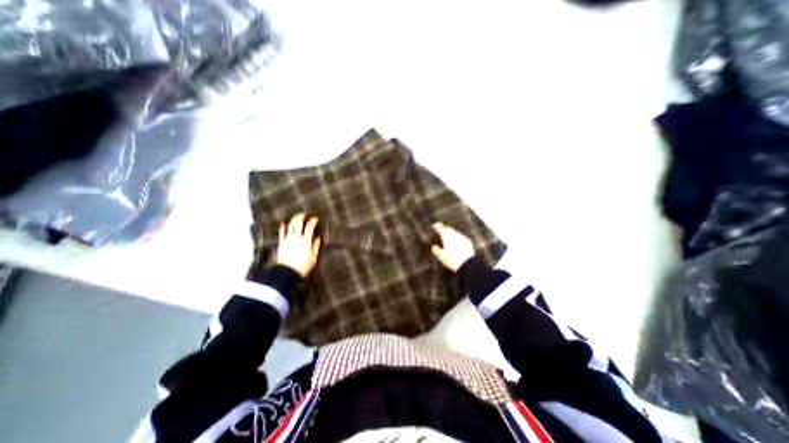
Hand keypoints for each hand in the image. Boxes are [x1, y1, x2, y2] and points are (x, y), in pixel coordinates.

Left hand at [274, 212, 320, 275]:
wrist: (287, 273)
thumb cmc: (302, 266)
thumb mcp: (313, 257)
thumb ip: (315, 246)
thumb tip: (317, 238)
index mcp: (306, 241)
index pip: (310, 227)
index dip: (313, 221)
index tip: (315, 219)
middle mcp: (296, 238)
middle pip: (298, 223)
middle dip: (301, 217)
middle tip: (304, 214)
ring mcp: (288, 240)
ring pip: (289, 226)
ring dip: (293, 220)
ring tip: (296, 217)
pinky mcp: (281, 244)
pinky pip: (281, 234)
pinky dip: (283, 228)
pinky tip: (283, 224)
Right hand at [431, 224, 473, 271]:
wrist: (468, 264)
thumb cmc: (452, 259)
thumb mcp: (440, 256)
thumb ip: (436, 250)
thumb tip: (434, 246)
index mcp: (446, 235)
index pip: (440, 227)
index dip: (436, 226)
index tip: (434, 226)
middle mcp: (454, 234)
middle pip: (448, 229)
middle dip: (444, 229)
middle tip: (440, 232)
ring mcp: (462, 237)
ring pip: (455, 233)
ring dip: (451, 235)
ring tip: (448, 239)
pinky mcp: (468, 242)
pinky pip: (461, 238)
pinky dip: (457, 239)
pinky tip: (456, 244)